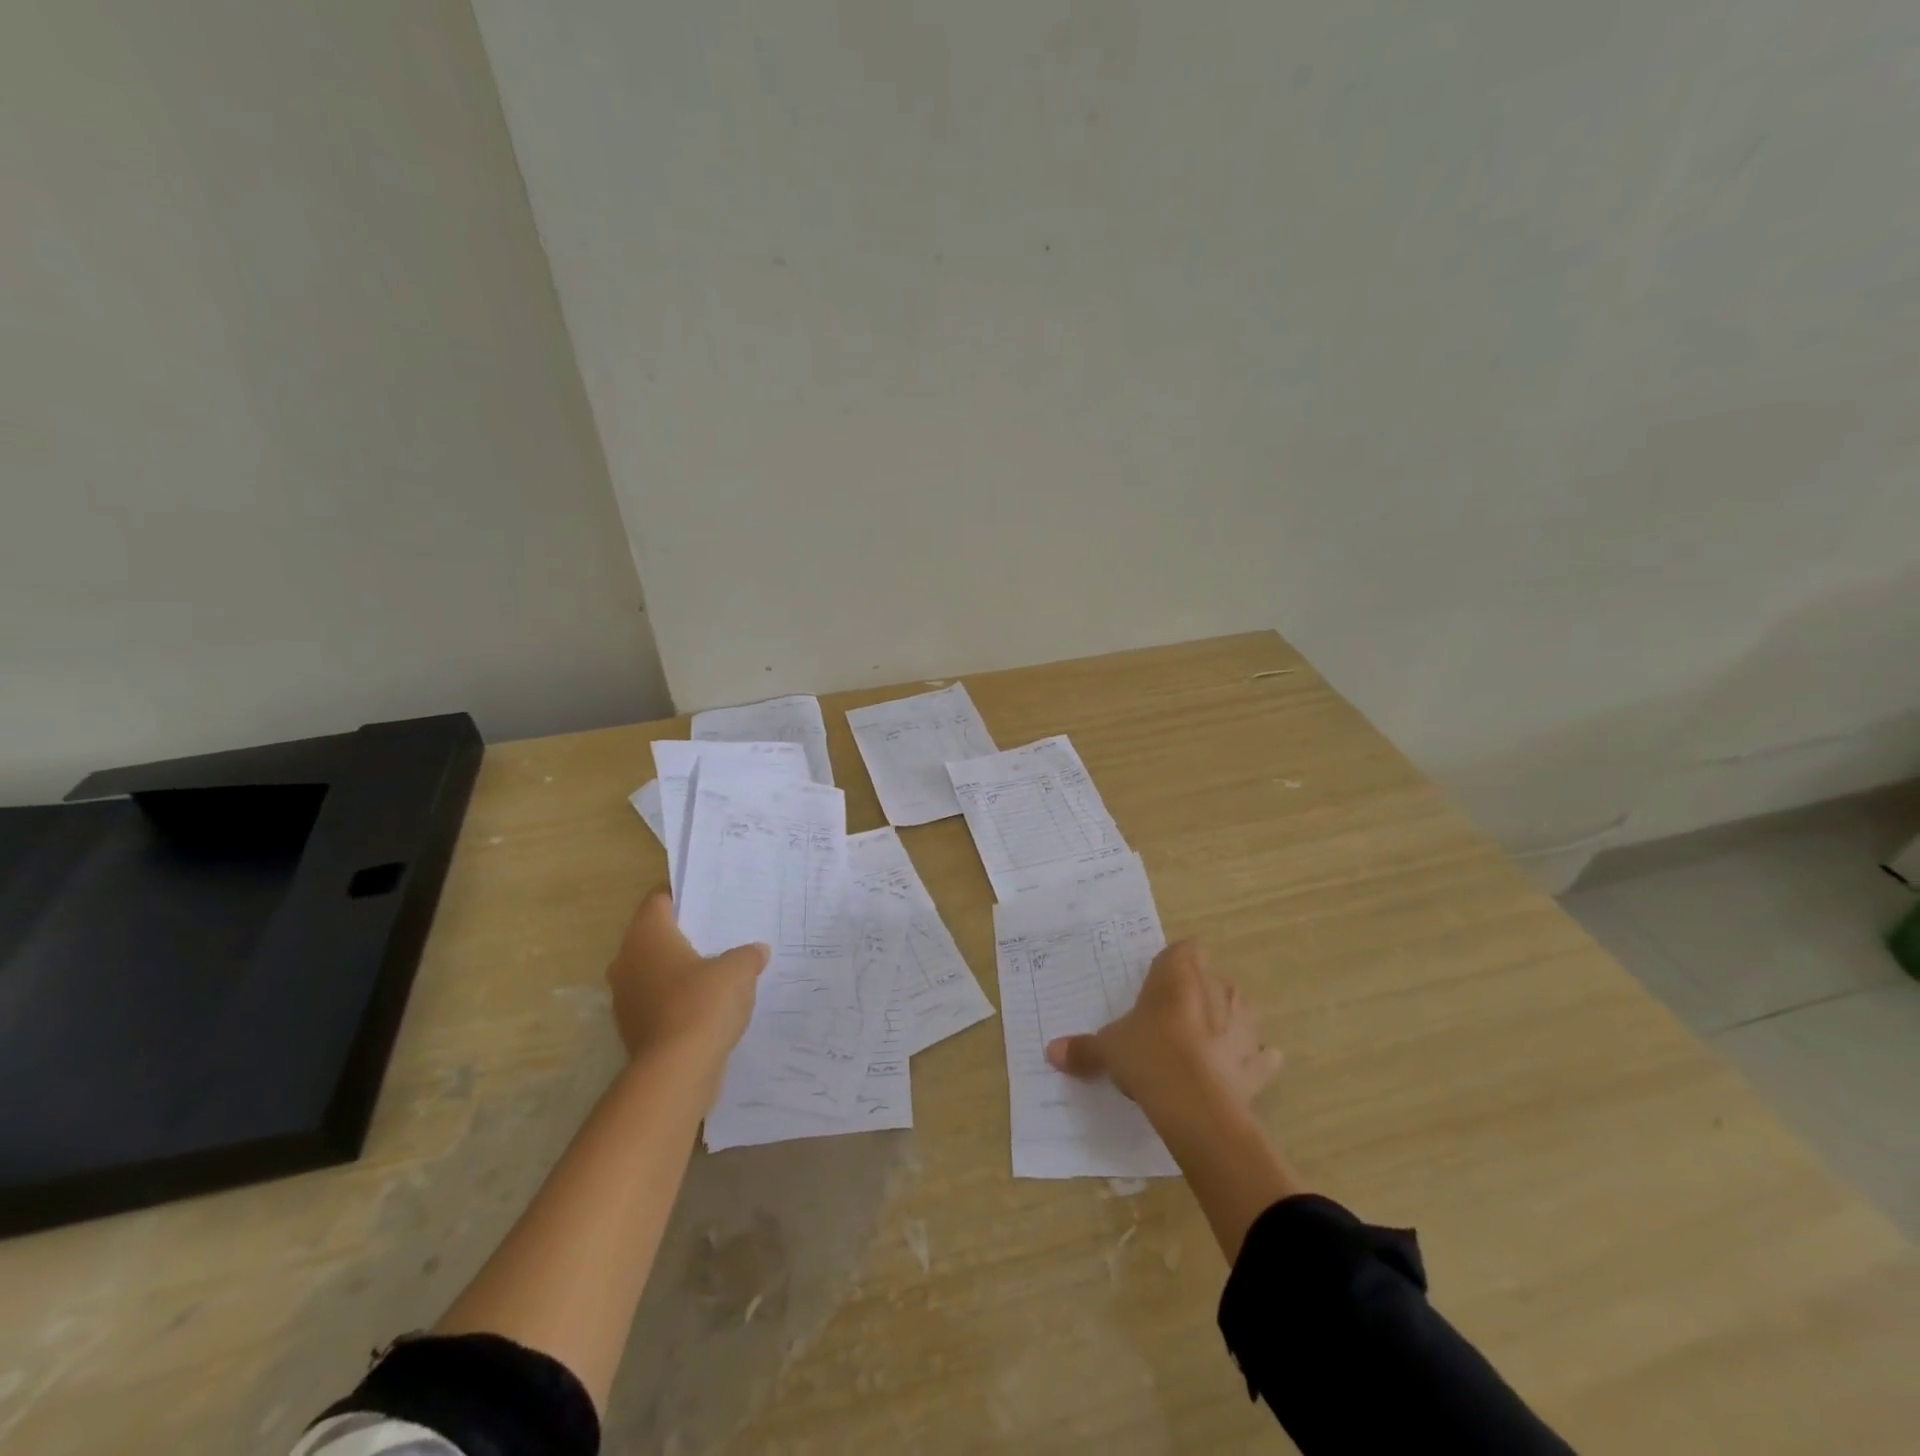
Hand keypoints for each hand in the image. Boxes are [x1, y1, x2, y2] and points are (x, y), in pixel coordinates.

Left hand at [605, 888, 768, 1062]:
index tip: (708, 898)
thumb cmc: (703, 1003)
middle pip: (654, 936)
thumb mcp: (739, 970)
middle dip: (683, 935)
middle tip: (719, 932)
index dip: (682, 895)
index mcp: (647, 935)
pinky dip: (677, 1000)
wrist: (676, 1071)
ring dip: (679, 970)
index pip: (658, 900)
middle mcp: (627, 961)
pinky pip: (657, 1001)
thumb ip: (747, 955)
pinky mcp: (633, 1029)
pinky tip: (707, 1006)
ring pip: (654, 971)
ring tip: (717, 970)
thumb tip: (756, 952)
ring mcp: (626, 998)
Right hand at [1045, 939, 1280, 1118]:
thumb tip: (1051, 1051)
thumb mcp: (1108, 1049)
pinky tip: (1239, 1071)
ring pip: (1242, 1009)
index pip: (1182, 949)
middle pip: (1211, 977)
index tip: (1155, 986)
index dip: (1171, 965)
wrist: (1196, 1106)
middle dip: (1198, 993)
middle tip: (1171, 1018)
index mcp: (1179, 972)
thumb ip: (1084, 1048)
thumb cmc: (1148, 1055)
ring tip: (1205, 1042)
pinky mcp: (1258, 1063)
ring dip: (1229, 1021)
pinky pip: (1261, 1055)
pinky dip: (1254, 1060)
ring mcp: (1244, 1025)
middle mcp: (1217, 988)